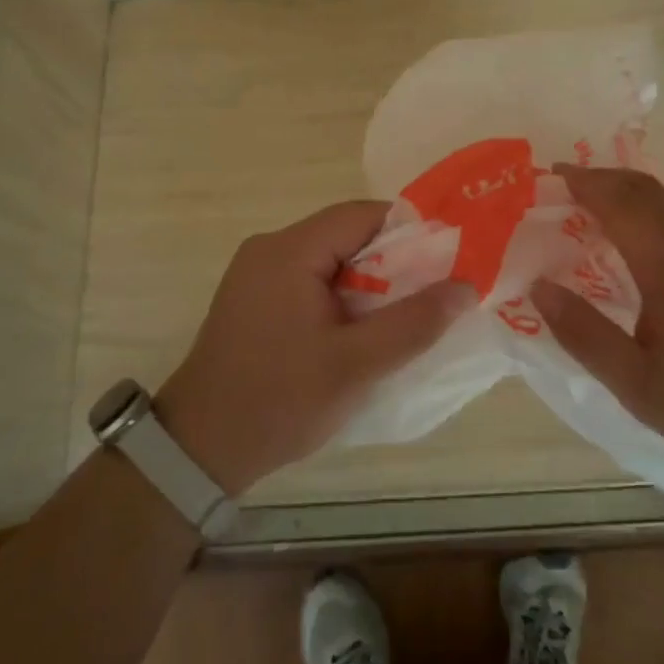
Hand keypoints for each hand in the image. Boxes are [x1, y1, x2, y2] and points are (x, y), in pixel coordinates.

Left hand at [157, 201, 473, 495]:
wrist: (198, 448)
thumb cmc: (279, 401)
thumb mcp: (356, 366)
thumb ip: (413, 323)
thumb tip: (465, 287)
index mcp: (289, 250)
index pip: (362, 215)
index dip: (409, 232)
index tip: (445, 262)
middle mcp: (269, 248)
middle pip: (345, 234)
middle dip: (391, 262)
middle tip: (429, 296)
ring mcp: (256, 272)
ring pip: (329, 258)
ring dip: (367, 282)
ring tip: (400, 317)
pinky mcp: (252, 297)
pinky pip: (308, 278)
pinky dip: (340, 295)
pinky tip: (357, 330)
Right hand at [528, 165, 663, 478]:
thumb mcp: (635, 383)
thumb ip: (583, 334)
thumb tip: (537, 288)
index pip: (619, 203)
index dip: (583, 184)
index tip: (549, 174)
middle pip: (644, 189)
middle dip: (601, 178)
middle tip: (563, 183)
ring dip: (627, 188)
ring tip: (593, 198)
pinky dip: (652, 202)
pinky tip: (640, 225)